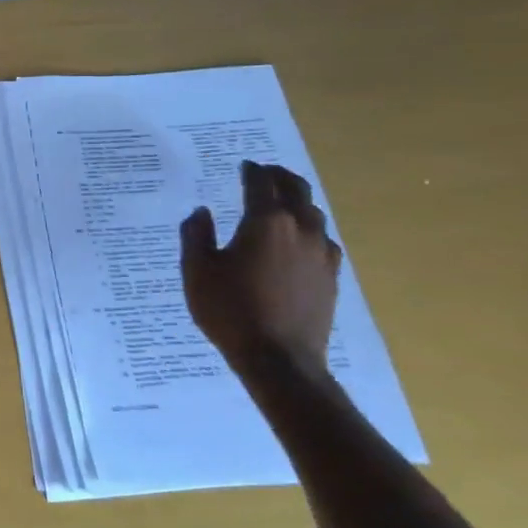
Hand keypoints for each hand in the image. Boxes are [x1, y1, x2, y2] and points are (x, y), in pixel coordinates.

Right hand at [180, 161, 341, 378]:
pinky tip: (298, 240)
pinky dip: (309, 229)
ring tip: (281, 202)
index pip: (261, 183)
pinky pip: (323, 239)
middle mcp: (300, 229)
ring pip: (314, 213)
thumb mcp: (197, 272)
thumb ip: (196, 235)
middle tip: (265, 172)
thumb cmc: (231, 311)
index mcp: (265, 222)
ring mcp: (322, 253)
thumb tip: (202, 212)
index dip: (251, 170)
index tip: (243, 166)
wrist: (280, 360)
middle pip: (296, 189)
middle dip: (280, 176)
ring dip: (297, 201)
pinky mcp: (332, 276)